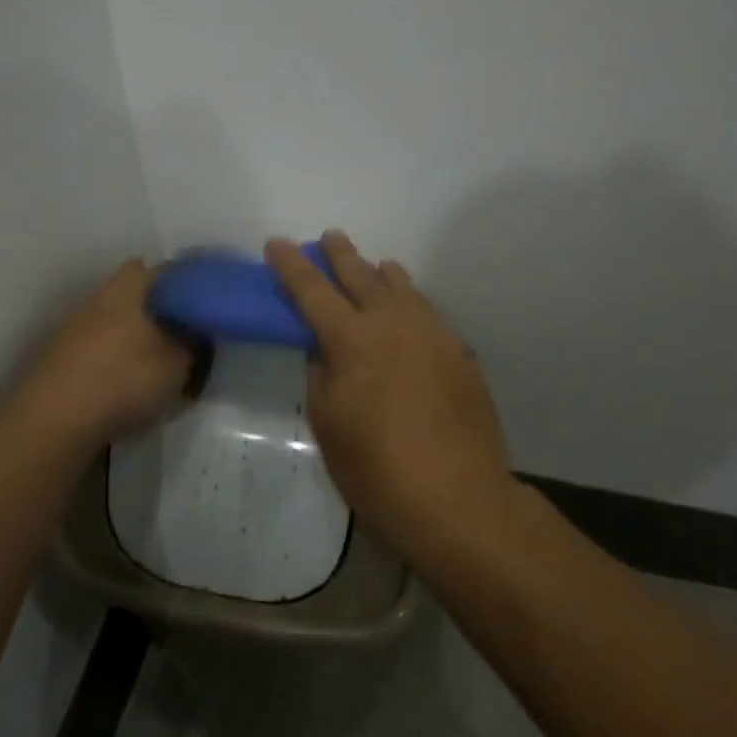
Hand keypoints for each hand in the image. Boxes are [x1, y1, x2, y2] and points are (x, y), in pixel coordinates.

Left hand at [3, 259, 193, 451]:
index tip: (203, 303)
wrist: (52, 422)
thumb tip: (197, 331)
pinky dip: (113, 357)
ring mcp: (73, 325)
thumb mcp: (177, 364)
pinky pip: (97, 346)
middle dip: (159, 310)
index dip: (186, 283)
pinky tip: (125, 382)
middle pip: (136, 293)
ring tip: (157, 363)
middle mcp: (98, 297)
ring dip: (135, 335)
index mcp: (129, 288)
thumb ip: (193, 343)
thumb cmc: (123, 380)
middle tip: (183, 334)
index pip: (164, 269)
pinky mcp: (58, 355)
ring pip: (115, 319)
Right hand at [265, 231, 516, 558]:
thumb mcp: (328, 424)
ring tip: (372, 270)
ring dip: (379, 274)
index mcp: (351, 339)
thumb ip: (321, 374)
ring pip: (402, 286)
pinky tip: (407, 313)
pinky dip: (408, 302)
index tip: (277, 243)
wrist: (459, 498)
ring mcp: (432, 333)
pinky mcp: (459, 351)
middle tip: (329, 238)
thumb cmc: (377, 469)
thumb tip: (323, 348)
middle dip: (340, 254)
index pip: (312, 289)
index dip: (291, 264)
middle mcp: (393, 323)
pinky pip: (427, 311)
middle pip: (361, 274)